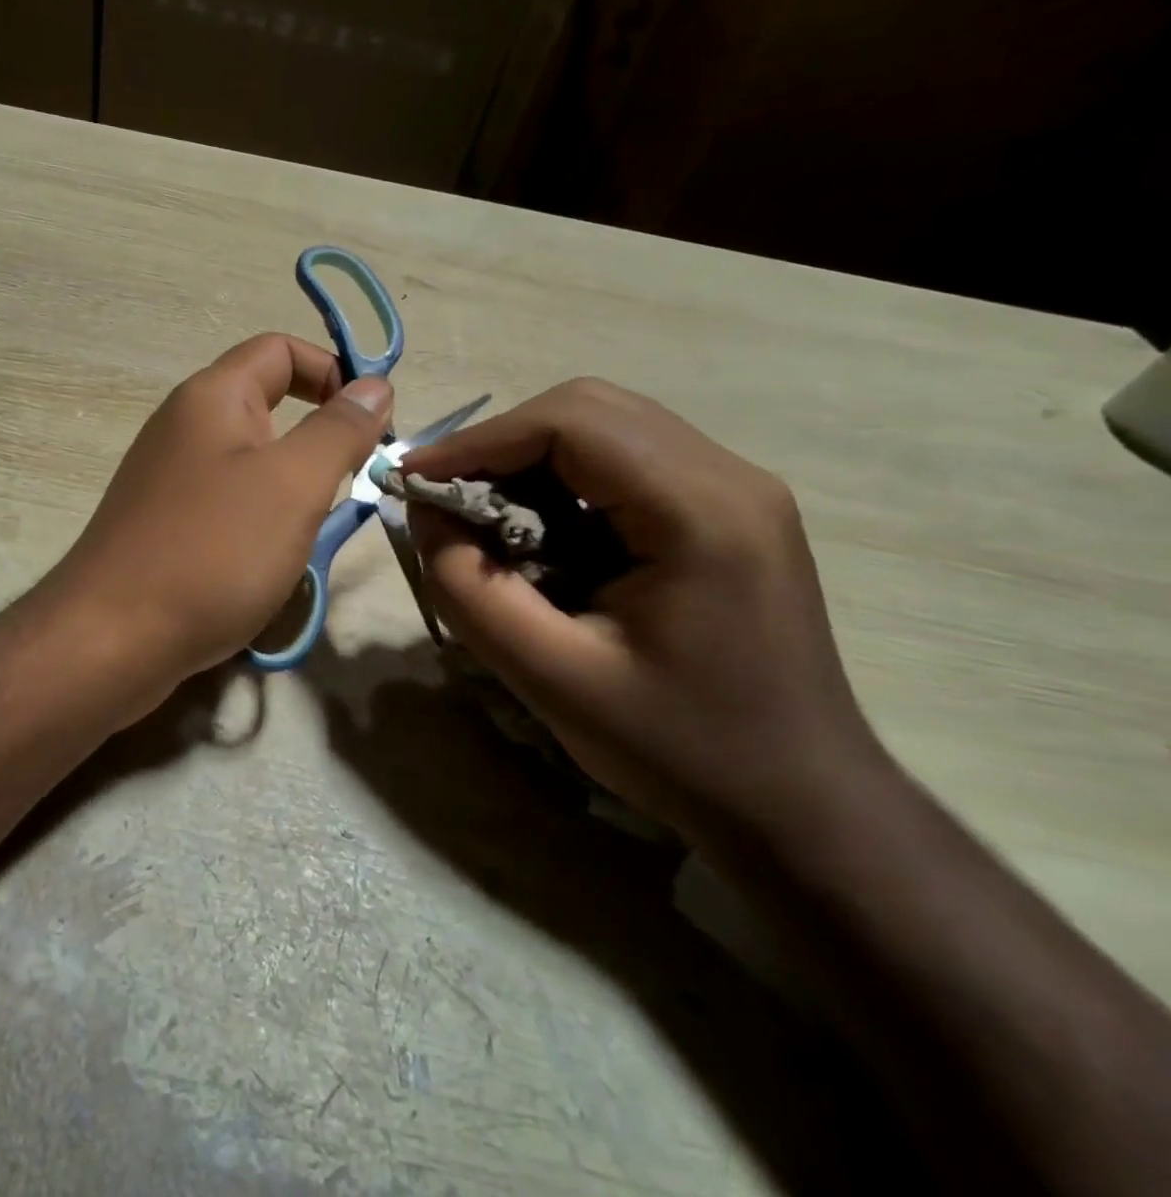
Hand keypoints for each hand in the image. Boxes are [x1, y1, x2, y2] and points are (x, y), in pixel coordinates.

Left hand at [48, 335, 392, 703]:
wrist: (112, 639)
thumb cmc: (212, 551)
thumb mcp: (292, 484)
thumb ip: (338, 430)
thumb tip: (375, 385)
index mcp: (211, 397)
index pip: (280, 350)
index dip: (333, 372)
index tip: (373, 424)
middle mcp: (183, 425)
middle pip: (266, 403)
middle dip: (317, 438)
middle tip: (347, 485)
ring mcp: (168, 477)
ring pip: (250, 461)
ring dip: (291, 487)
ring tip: (310, 531)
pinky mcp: (163, 522)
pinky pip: (226, 503)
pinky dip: (259, 520)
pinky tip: (268, 560)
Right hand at [401, 377, 891, 848]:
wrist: (799, 804)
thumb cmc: (679, 749)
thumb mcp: (549, 676)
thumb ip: (469, 588)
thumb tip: (423, 513)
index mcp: (700, 511)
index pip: (572, 423)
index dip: (479, 440)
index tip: (414, 478)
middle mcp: (729, 477)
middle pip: (590, 410)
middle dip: (501, 444)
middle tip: (445, 495)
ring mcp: (735, 490)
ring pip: (606, 429)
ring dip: (529, 460)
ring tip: (481, 514)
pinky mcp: (724, 511)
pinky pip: (625, 463)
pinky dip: (562, 481)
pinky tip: (537, 531)